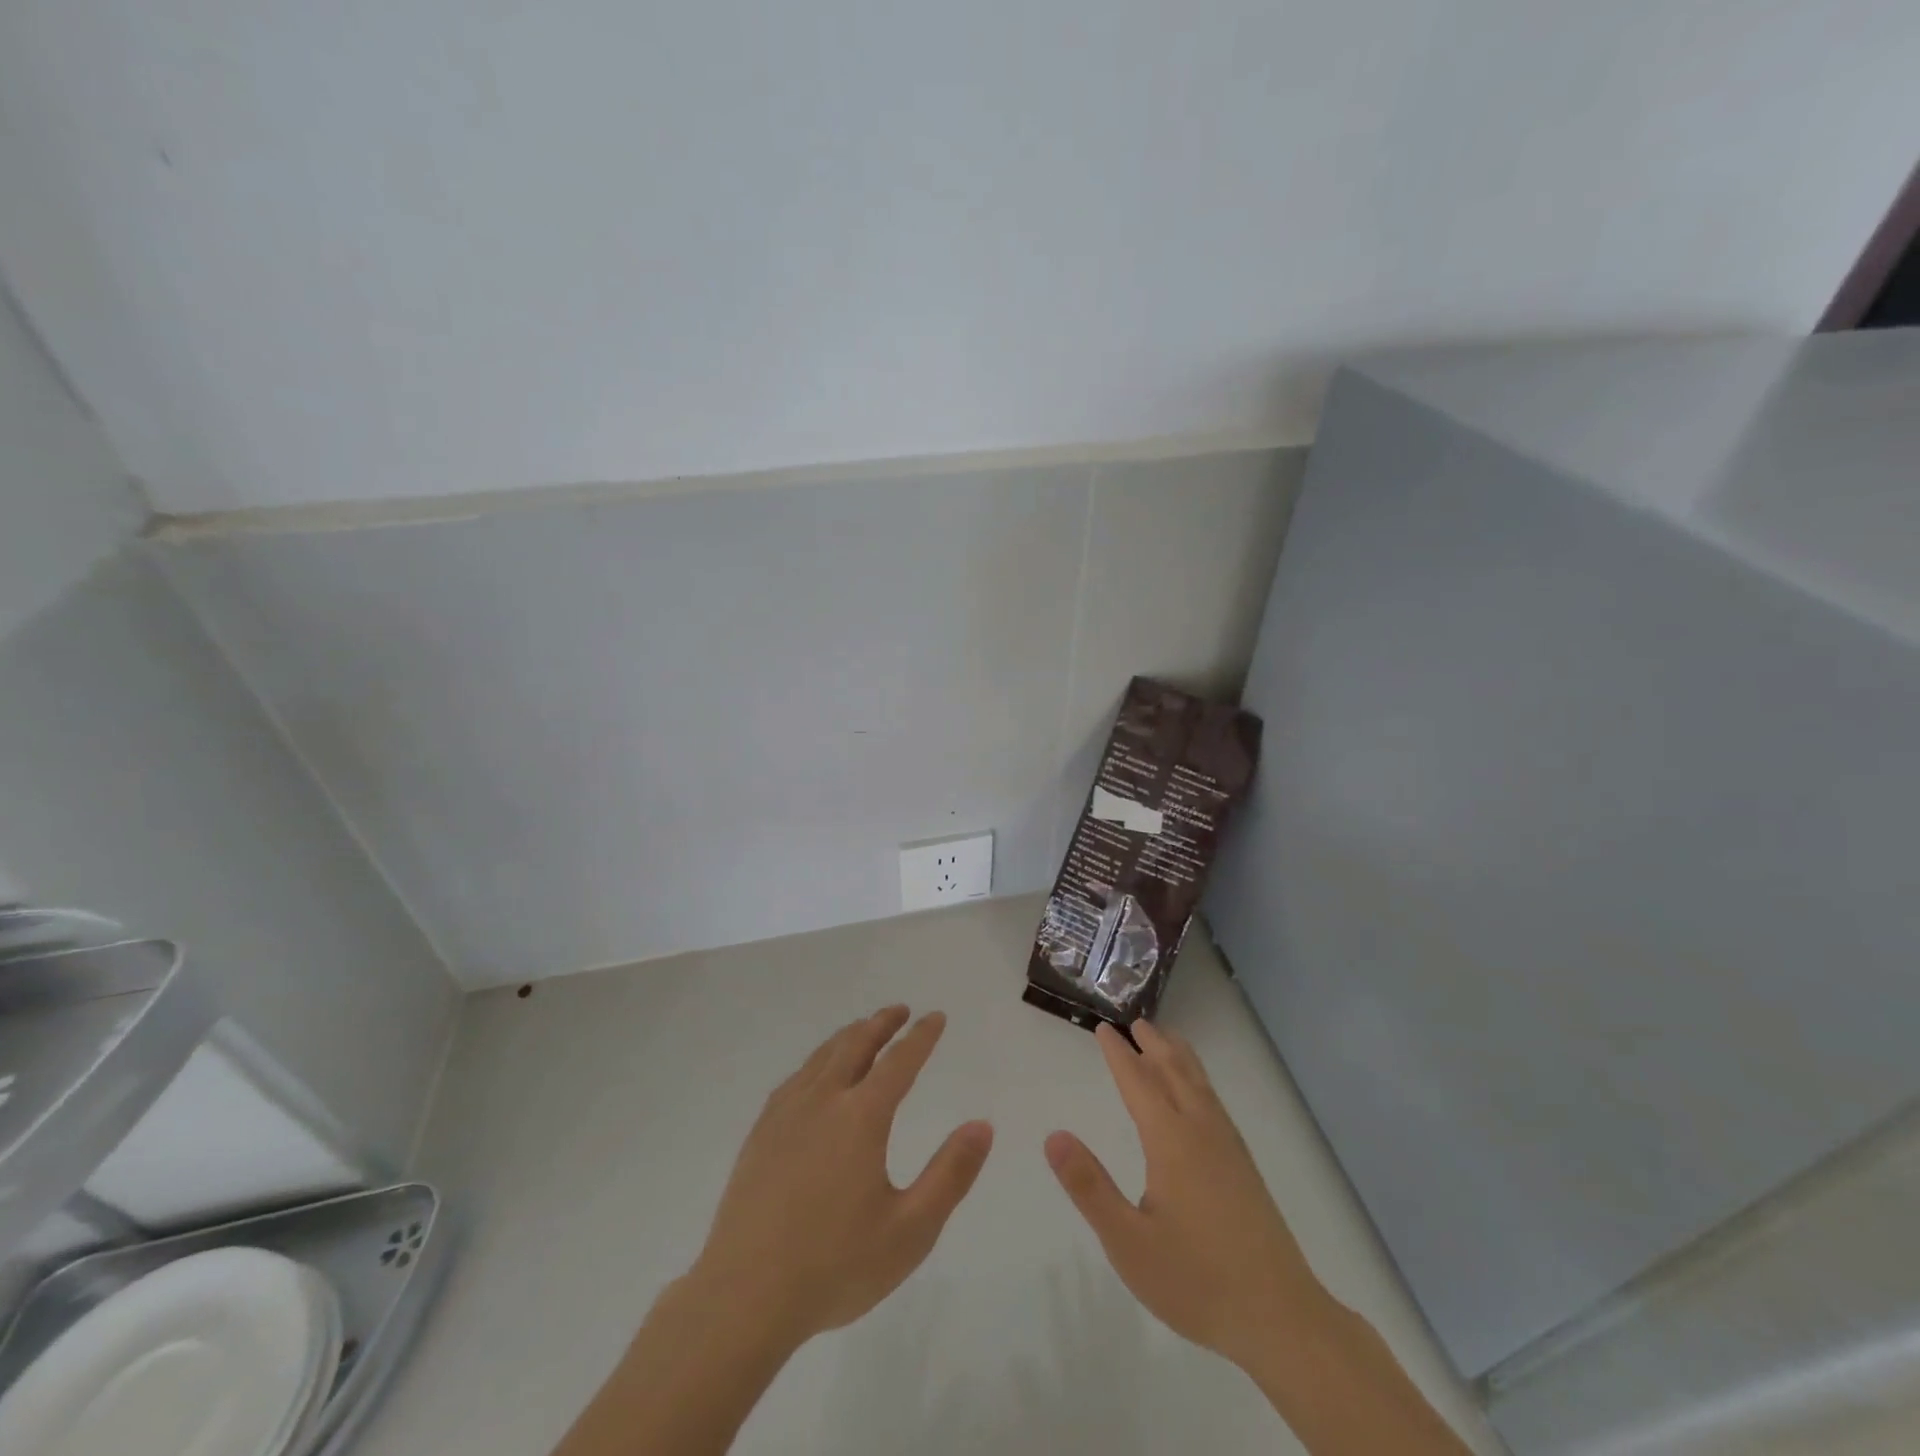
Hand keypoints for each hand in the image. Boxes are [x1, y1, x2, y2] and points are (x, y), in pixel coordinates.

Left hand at [689, 1006, 993, 1348]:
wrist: (743, 1297)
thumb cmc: (835, 1266)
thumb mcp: (911, 1230)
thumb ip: (951, 1174)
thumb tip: (982, 1125)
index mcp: (861, 1117)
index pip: (899, 1061)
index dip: (921, 1036)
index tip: (936, 1017)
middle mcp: (823, 1100)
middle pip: (856, 1045)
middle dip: (881, 1023)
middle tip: (900, 1010)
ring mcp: (786, 1113)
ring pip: (822, 1056)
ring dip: (849, 1036)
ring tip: (863, 1030)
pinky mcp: (761, 1133)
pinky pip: (796, 1078)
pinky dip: (817, 1061)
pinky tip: (816, 1074)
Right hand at [1045, 1021, 1325, 1369]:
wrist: (1281, 1318)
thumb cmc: (1196, 1280)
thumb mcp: (1128, 1242)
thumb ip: (1089, 1187)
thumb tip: (1053, 1135)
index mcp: (1171, 1141)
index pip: (1138, 1083)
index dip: (1119, 1055)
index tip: (1103, 1028)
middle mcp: (1201, 1132)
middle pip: (1174, 1072)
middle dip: (1153, 1045)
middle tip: (1136, 1021)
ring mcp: (1229, 1148)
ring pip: (1200, 1085)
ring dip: (1180, 1057)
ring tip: (1168, 1039)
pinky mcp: (1245, 1168)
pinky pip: (1215, 1103)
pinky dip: (1200, 1081)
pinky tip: (1200, 1096)